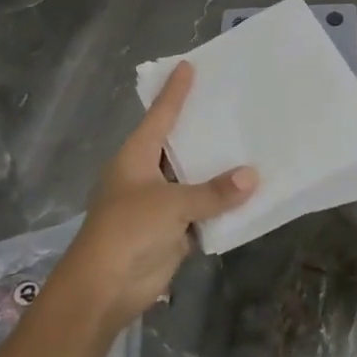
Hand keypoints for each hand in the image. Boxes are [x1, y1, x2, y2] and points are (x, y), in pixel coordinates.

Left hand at [60, 62, 257, 332]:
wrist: (103, 290)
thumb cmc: (127, 232)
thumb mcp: (171, 205)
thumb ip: (213, 191)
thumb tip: (253, 176)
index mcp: (135, 158)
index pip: (160, 116)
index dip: (174, 92)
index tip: (188, 66)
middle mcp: (147, 175)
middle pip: (180, 145)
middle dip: (204, 129)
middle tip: (234, 103)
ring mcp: (159, 204)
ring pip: (194, 179)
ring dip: (218, 170)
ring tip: (252, 143)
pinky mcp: (171, 231)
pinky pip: (203, 210)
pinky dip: (222, 203)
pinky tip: (250, 191)